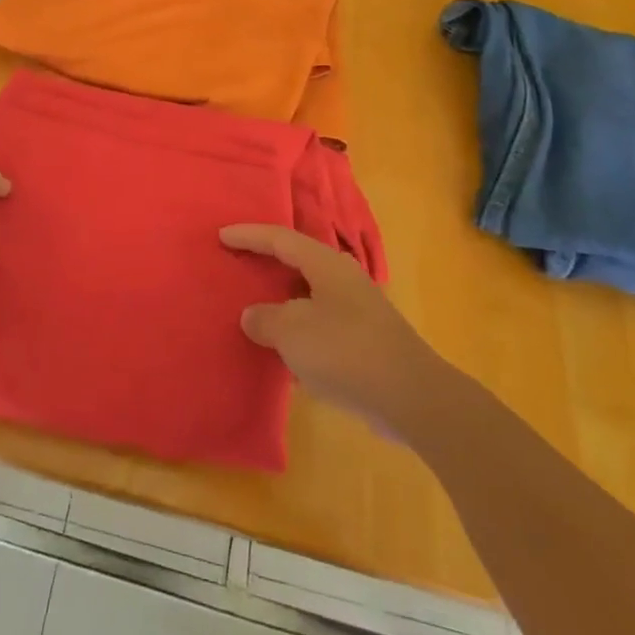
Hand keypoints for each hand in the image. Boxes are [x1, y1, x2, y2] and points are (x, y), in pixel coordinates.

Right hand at [221, 224, 436, 440]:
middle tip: (237, 262)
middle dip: (266, 262)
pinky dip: (297, 328)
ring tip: (254, 304)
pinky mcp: (364, 341)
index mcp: (326, 265)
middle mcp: (343, 279)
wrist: (412, 398)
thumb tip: (253, 316)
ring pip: (308, 294)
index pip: (280, 239)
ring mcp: (357, 310)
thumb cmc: (346, 352)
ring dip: (281, 298)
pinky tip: (284, 348)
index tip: (221, 236)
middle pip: (297, 261)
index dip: (249, 236)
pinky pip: (319, 323)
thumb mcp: (292, 332)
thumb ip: (265, 319)